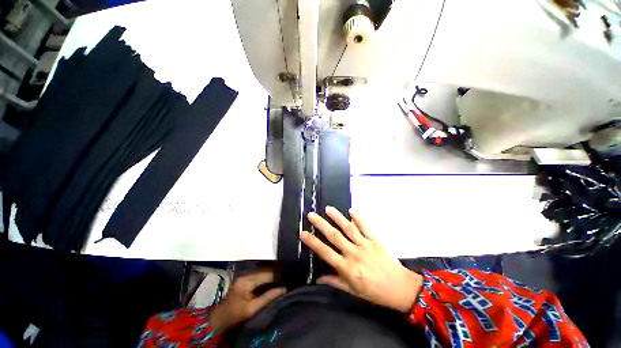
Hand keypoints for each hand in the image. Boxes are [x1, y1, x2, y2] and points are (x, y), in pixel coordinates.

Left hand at [209, 271, 285, 330]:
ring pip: (262, 274)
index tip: (287, 279)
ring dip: (271, 278)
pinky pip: (259, 278)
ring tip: (281, 281)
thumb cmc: (234, 315)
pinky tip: (272, 284)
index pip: (266, 275)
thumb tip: (283, 289)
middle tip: (286, 280)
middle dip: (275, 276)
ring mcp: (245, 278)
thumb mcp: (252, 309)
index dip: (277, 277)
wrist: (219, 319)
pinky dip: (266, 280)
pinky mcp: (245, 281)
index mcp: (247, 281)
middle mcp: (246, 276)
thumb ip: (267, 298)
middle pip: (265, 273)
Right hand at [300, 206, 422, 312]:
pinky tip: (351, 210)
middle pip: (334, 236)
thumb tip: (318, 278)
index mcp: (347, 268)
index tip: (303, 233)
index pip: (325, 252)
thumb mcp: (353, 291)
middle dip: (321, 224)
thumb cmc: (374, 291)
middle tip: (311, 215)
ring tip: (328, 208)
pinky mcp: (376, 240)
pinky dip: (359, 218)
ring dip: (337, 217)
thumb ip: (335, 282)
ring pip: (348, 228)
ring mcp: (365, 245)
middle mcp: (354, 254)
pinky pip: (366, 227)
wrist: (400, 289)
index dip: (313, 242)